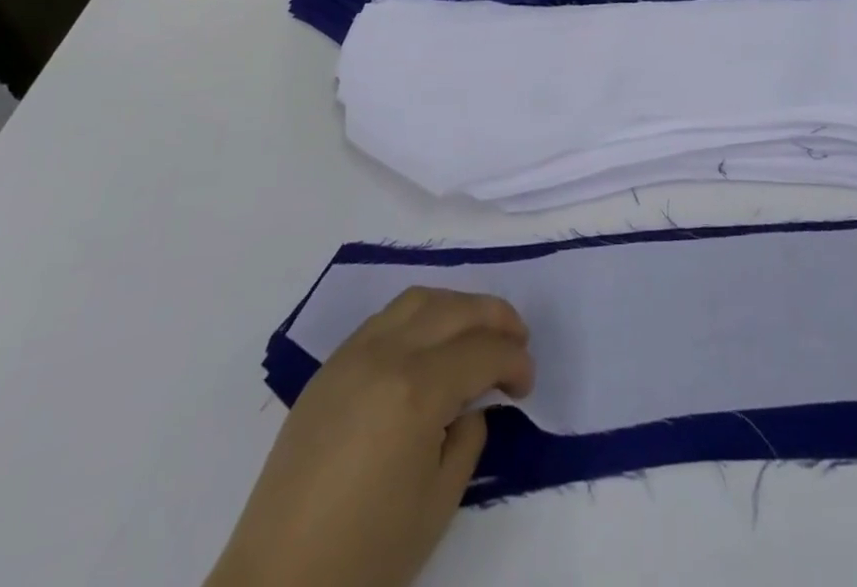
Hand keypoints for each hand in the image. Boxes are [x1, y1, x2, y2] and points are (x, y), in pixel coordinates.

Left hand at [207, 287, 533, 586]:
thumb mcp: (437, 504)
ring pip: (419, 299)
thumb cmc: (364, 557)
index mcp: (417, 390)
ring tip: (475, 334)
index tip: (527, 383)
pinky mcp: (329, 366)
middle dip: (496, 318)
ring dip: (456, 307)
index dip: (515, 361)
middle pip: (455, 309)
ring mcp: (353, 354)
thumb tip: (470, 405)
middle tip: (517, 342)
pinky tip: (427, 346)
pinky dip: (419, 317)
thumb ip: (467, 439)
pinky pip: (385, 318)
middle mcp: (386, 354)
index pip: (483, 350)